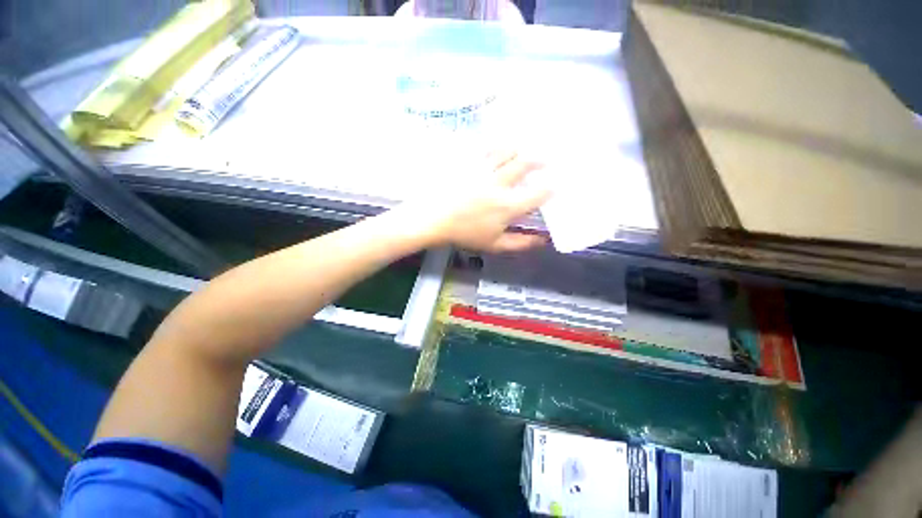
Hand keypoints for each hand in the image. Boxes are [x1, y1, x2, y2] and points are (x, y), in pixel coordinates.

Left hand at [402, 152, 551, 251]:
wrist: (432, 219)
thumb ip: (520, 243)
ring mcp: (483, 168)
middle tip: (545, 160)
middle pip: (526, 164)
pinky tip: (499, 145)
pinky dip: (497, 145)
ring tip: (524, 148)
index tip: (554, 185)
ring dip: (520, 149)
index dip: (551, 188)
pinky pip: (486, 147)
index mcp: (508, 205)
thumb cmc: (464, 234)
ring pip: (508, 150)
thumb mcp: (494, 245)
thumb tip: (542, 241)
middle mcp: (500, 183)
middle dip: (539, 160)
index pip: (538, 193)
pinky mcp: (468, 160)